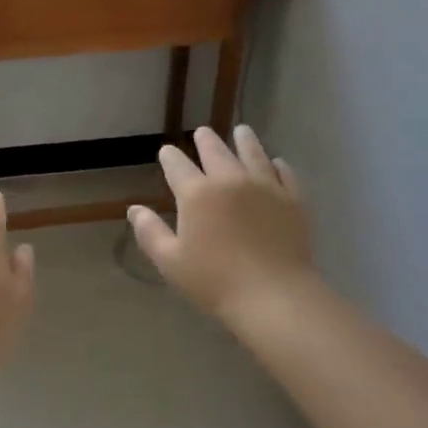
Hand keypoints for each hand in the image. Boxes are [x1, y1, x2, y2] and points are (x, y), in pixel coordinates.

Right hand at [129, 126, 318, 324]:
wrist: (274, 296)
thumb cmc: (215, 282)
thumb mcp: (171, 262)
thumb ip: (150, 232)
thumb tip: (134, 209)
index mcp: (197, 194)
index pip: (177, 165)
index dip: (169, 156)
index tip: (166, 152)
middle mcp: (230, 180)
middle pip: (215, 151)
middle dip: (205, 140)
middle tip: (202, 132)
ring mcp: (265, 186)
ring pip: (253, 153)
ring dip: (244, 140)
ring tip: (241, 131)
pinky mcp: (292, 199)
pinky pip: (284, 173)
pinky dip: (277, 164)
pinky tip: (276, 162)